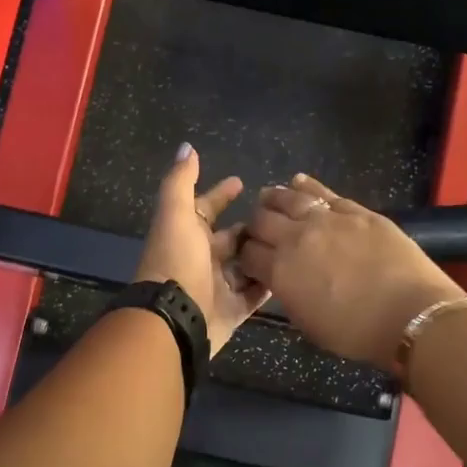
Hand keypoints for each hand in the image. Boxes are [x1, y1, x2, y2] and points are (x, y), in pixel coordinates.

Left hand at [134, 144, 270, 355]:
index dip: (221, 194)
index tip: (241, 181)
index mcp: (186, 234)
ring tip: (291, 242)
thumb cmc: (176, 261)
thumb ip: (180, 181)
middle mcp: (200, 259)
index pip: (205, 208)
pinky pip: (254, 294)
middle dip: (249, 226)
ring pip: (244, 266)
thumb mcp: (176, 214)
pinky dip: (268, 284)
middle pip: (229, 239)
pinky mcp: (232, 310)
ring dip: (262, 254)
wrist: (175, 319)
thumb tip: (187, 147)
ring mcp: (217, 286)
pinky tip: (290, 271)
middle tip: (278, 216)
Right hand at [237, 173, 463, 369]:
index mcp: (280, 271)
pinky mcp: (356, 211)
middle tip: (260, 232)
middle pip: (262, 221)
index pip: (247, 254)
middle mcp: (296, 238)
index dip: (244, 256)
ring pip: (289, 198)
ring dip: (273, 198)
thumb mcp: (308, 323)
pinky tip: (299, 182)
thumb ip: (289, 295)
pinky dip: (307, 186)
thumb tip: (283, 280)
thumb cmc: (356, 332)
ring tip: (268, 198)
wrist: (409, 312)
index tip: (249, 259)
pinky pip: (324, 192)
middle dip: (255, 226)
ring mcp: (327, 219)